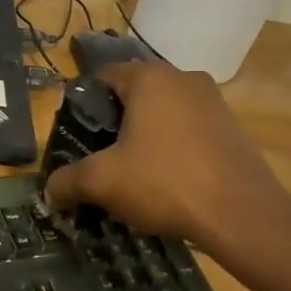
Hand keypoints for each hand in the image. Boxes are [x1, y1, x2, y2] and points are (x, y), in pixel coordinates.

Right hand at [43, 60, 290, 249]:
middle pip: (136, 95)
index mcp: (151, 78)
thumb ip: (68, 181)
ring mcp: (214, 102)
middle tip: (100, 157)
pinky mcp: (232, 129)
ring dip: (145, 137)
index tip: (77, 136)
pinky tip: (166, 181)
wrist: (241, 214)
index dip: (85, 105)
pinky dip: (172, 149)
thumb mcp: (103, 182)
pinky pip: (189, 131)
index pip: (105, 77)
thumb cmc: (164, 182)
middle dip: (115, 124)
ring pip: (164, 114)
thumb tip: (49, 192)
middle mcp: (184, 79)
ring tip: (131, 173)